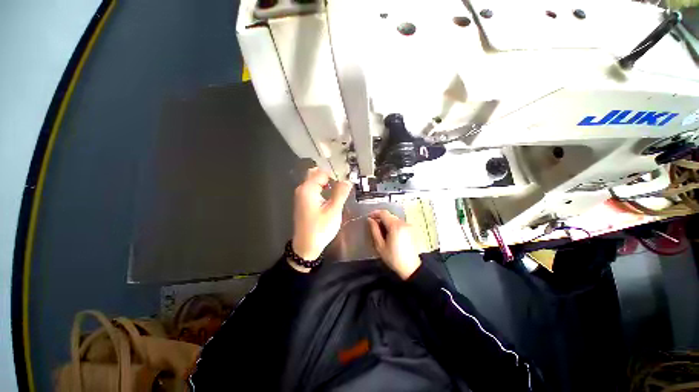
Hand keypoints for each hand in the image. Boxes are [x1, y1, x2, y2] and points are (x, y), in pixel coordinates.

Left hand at [292, 167, 352, 264]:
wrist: (306, 247)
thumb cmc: (320, 229)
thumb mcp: (334, 210)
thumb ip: (341, 193)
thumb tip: (347, 179)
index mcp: (308, 189)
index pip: (322, 172)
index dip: (335, 173)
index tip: (347, 178)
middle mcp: (302, 189)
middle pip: (316, 174)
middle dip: (330, 175)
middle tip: (344, 181)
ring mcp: (301, 196)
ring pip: (314, 181)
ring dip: (327, 181)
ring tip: (341, 186)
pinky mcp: (303, 202)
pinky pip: (313, 189)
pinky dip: (322, 187)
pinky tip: (331, 194)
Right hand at [367, 210, 421, 279]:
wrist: (411, 268)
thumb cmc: (394, 258)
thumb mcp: (380, 246)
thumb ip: (374, 230)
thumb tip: (370, 220)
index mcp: (395, 226)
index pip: (383, 213)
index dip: (375, 213)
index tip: (369, 217)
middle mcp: (403, 223)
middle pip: (389, 215)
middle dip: (380, 218)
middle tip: (373, 225)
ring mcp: (408, 226)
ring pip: (394, 219)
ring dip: (386, 221)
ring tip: (381, 231)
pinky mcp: (411, 230)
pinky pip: (399, 223)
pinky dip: (393, 225)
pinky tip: (389, 234)